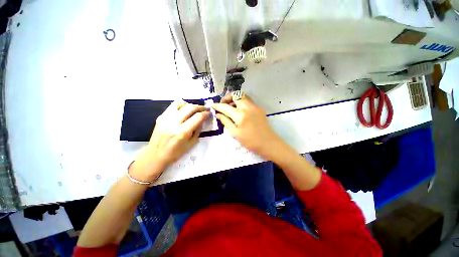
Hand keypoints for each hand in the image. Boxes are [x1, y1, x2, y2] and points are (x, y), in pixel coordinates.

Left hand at [129, 100, 210, 181]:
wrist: (155, 155)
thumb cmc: (175, 153)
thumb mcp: (191, 144)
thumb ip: (198, 130)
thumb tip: (202, 120)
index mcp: (182, 132)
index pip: (197, 117)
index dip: (205, 113)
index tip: (209, 113)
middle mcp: (173, 123)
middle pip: (190, 107)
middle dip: (200, 107)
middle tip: (205, 108)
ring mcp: (165, 118)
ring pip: (180, 103)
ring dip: (190, 105)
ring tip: (194, 109)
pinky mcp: (160, 117)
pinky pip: (173, 106)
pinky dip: (181, 106)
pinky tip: (184, 111)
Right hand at [212, 93, 281, 159]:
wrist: (268, 143)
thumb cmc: (250, 141)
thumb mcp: (235, 133)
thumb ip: (226, 121)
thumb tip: (218, 114)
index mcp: (240, 115)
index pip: (226, 107)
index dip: (218, 105)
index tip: (212, 105)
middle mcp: (248, 107)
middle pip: (235, 95)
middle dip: (227, 98)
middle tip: (223, 104)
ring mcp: (255, 106)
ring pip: (243, 96)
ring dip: (235, 99)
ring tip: (231, 106)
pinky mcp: (259, 108)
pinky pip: (248, 100)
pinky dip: (241, 102)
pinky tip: (239, 110)